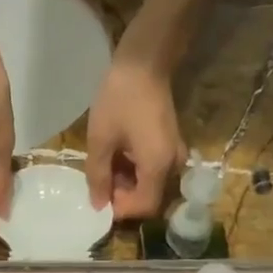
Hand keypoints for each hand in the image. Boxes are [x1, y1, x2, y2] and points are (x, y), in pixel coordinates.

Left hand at [85, 56, 183, 219]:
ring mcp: (174, 153)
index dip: (121, 209)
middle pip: (149, 197)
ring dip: (126, 182)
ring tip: (103, 165)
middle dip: (122, 195)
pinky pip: (153, 168)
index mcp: (158, 166)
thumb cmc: (120, 99)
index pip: (144, 207)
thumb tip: (98, 205)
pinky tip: (115, 155)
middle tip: (98, 180)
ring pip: (150, 183)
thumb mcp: (101, 139)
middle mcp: (173, 165)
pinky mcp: (170, 144)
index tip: (99, 198)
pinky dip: (134, 169)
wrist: (144, 62)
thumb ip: (98, 175)